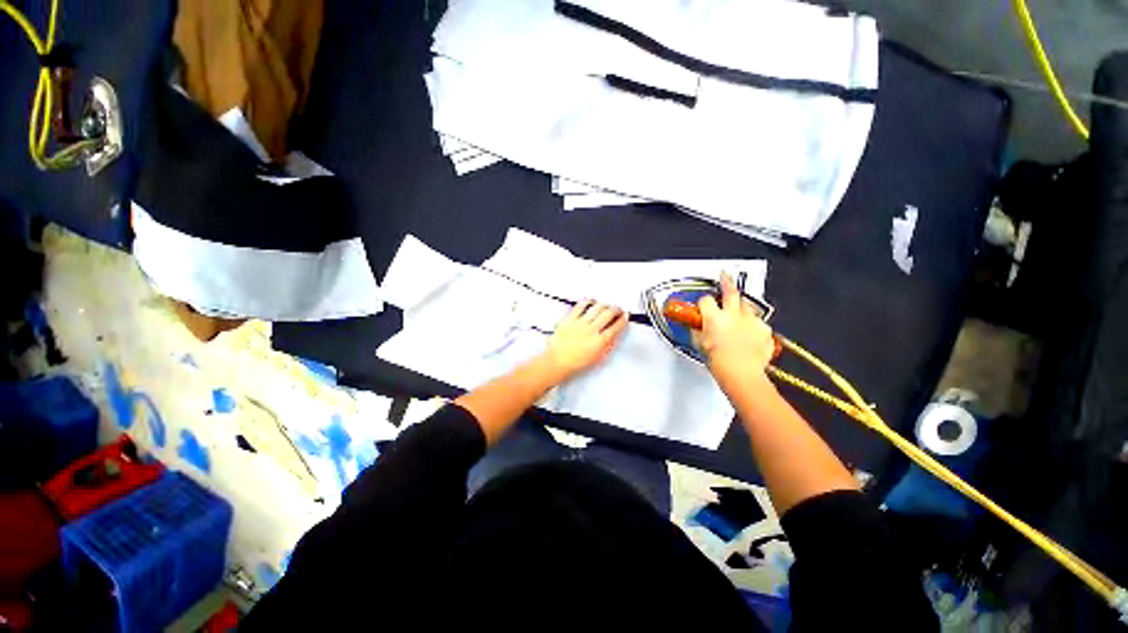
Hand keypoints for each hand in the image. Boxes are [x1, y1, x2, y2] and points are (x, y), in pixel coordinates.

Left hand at [541, 301, 627, 381]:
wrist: (558, 362)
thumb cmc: (577, 363)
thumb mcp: (598, 358)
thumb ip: (608, 345)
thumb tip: (616, 334)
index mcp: (600, 342)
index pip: (616, 327)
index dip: (623, 320)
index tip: (626, 316)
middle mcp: (592, 330)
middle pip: (608, 314)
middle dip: (616, 309)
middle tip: (618, 309)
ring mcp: (580, 323)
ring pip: (597, 308)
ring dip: (605, 304)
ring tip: (606, 305)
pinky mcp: (570, 319)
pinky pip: (580, 306)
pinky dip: (588, 301)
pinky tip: (592, 301)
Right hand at [696, 273, 775, 387]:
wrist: (741, 373)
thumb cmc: (717, 360)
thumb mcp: (699, 344)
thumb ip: (697, 330)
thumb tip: (697, 325)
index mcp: (714, 317)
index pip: (706, 300)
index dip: (703, 303)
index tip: (703, 306)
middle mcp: (733, 314)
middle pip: (730, 291)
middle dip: (726, 282)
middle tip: (725, 275)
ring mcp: (751, 320)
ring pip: (747, 305)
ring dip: (741, 307)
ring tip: (738, 314)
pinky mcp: (764, 329)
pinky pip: (758, 322)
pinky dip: (753, 325)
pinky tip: (750, 334)